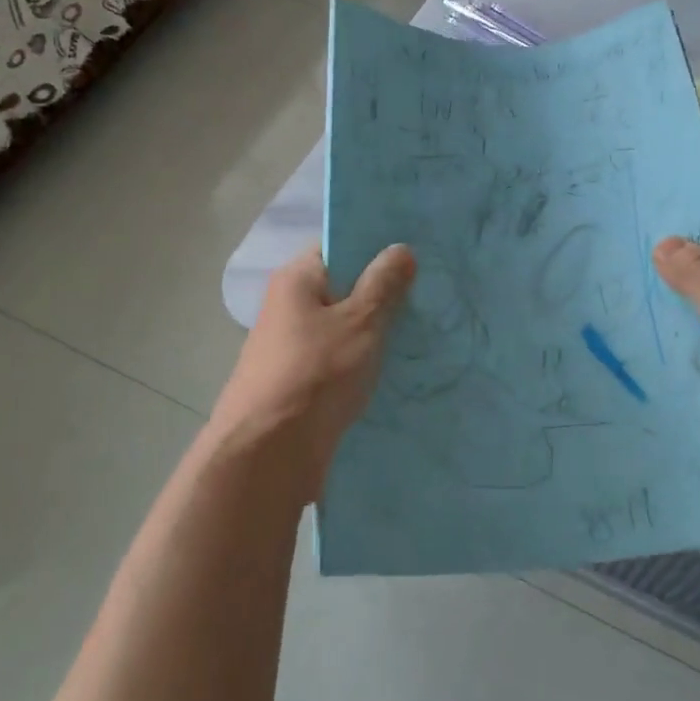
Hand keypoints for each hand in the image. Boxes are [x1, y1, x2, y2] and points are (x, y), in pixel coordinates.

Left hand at [209, 243, 416, 490]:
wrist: (269, 453)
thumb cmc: (316, 373)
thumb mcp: (360, 322)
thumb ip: (383, 285)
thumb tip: (400, 248)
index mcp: (296, 280)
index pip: (338, 247)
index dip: (376, 249)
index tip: (417, 255)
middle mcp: (288, 307)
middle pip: (342, 289)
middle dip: (383, 294)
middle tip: (429, 295)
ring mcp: (291, 348)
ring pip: (343, 329)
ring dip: (376, 332)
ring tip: (423, 332)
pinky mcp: (299, 383)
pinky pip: (339, 361)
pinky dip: (363, 362)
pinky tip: (397, 369)